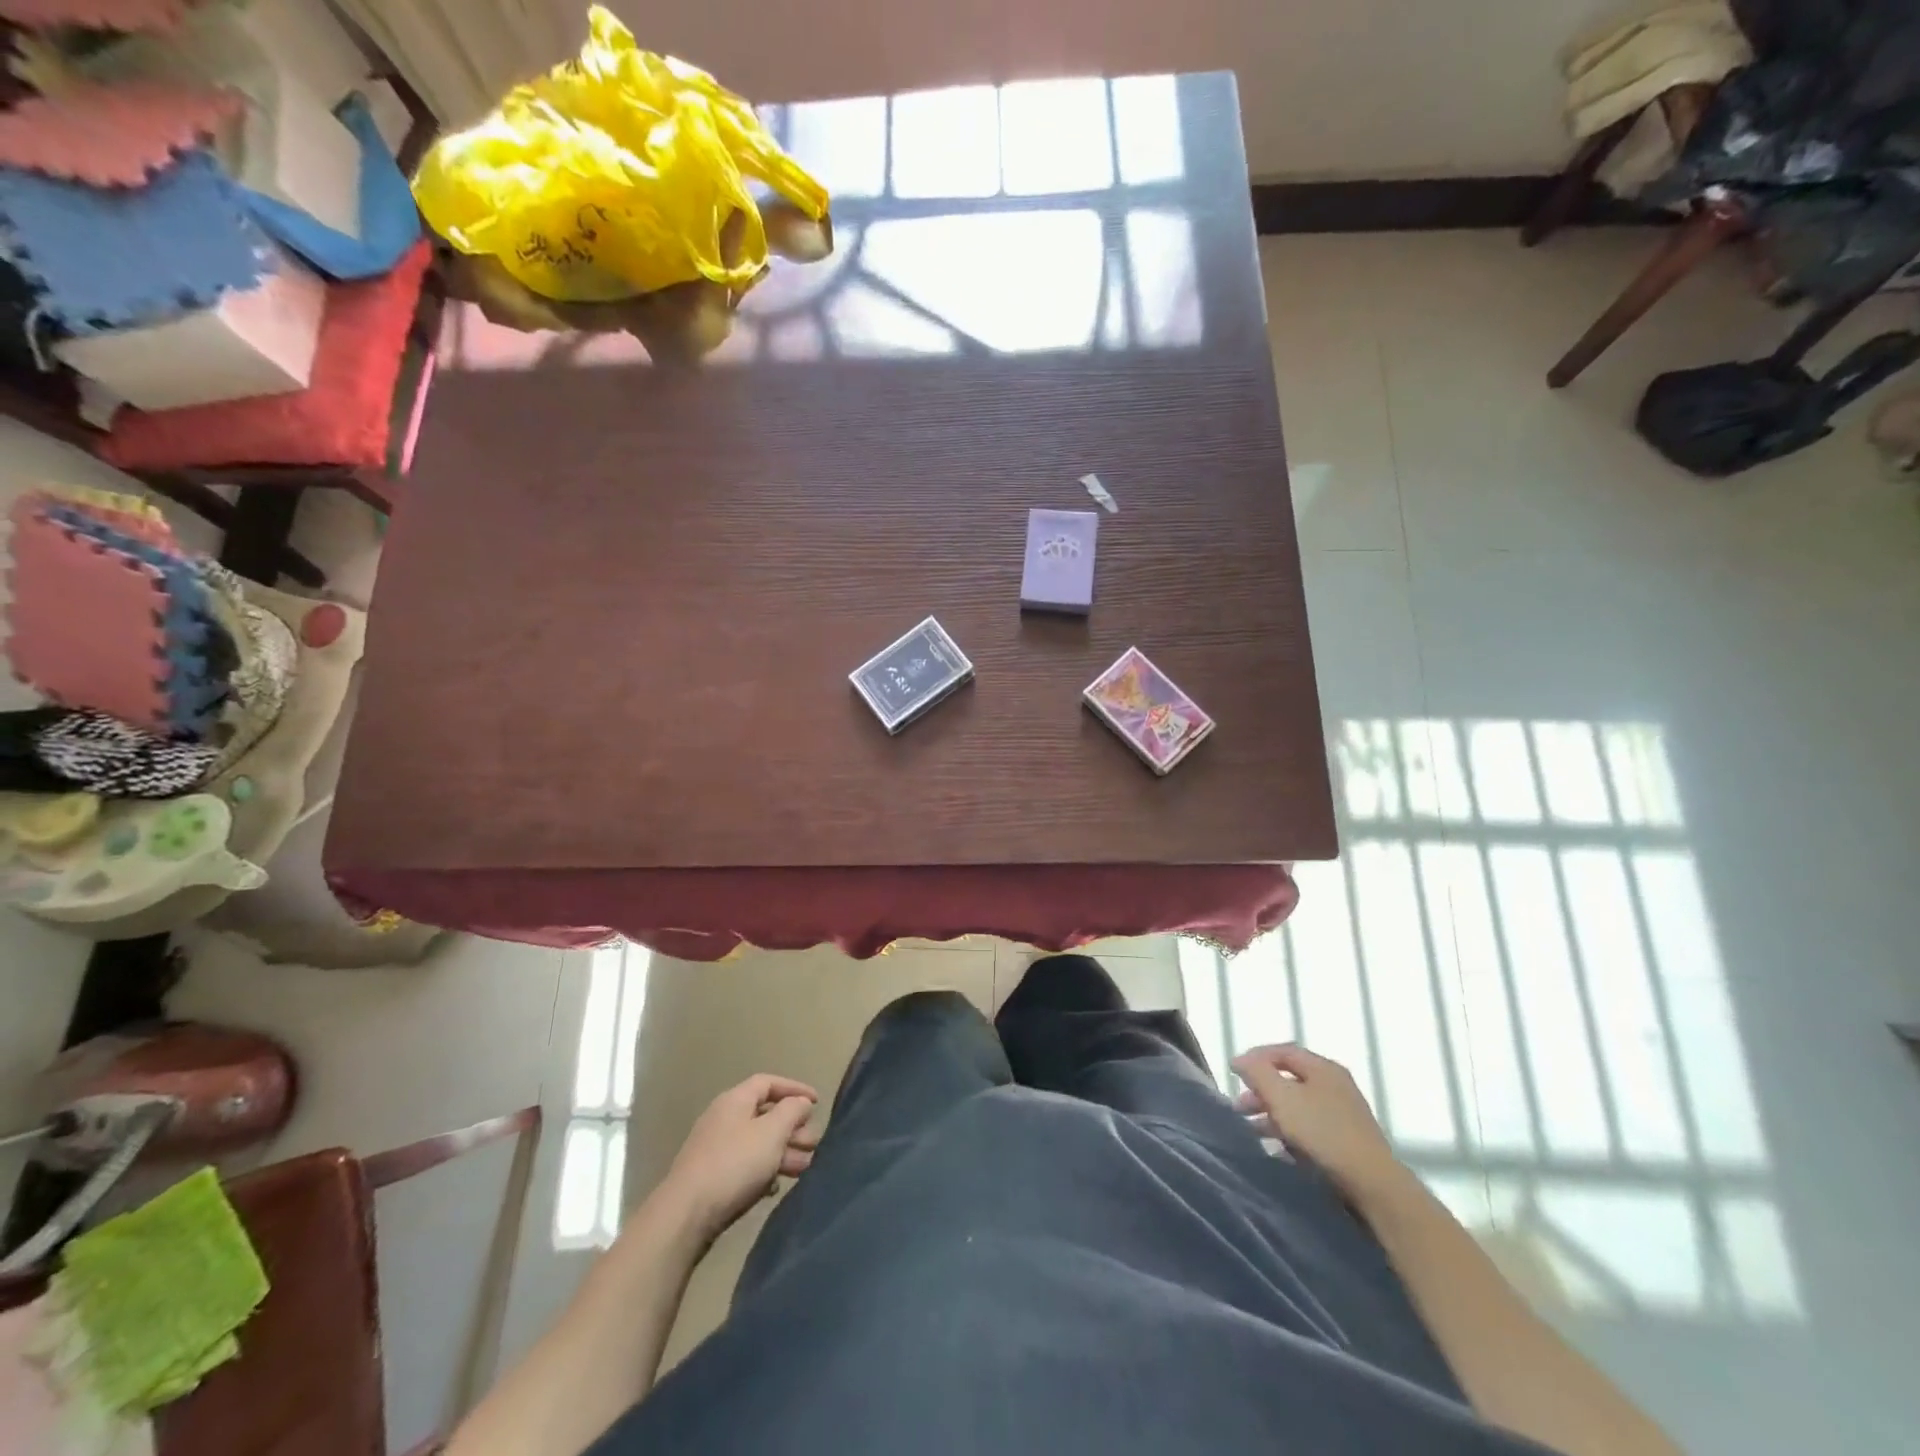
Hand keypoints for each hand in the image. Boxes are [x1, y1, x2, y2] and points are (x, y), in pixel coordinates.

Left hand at [661, 1074, 820, 1244]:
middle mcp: (723, 1119)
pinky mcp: (711, 1178)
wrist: (686, 1216)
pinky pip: (745, 1166)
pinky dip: (764, 1171)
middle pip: (765, 1115)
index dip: (794, 1089)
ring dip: (783, 1152)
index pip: (768, 1082)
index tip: (816, 1103)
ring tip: (805, 1168)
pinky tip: (775, 1187)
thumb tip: (800, 1103)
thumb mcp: (771, 1132)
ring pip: (757, 1143)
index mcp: (735, 1100)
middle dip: (793, 1127)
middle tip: (813, 1143)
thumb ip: (791, 1111)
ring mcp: (715, 1149)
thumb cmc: (734, 1164)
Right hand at [1231, 1044, 1410, 1208]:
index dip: (1255, 1058)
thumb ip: (1257, 1073)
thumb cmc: (1323, 1132)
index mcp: (1323, 1068)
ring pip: (1299, 1105)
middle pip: (1289, 1079)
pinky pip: (1310, 1127)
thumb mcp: (1282, 1097)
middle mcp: (1336, 1085)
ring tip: (1252, 1129)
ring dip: (1272, 1113)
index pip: (1282, 1051)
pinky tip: (1276, 1147)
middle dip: (1261, 1090)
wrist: (1373, 1184)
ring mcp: (1344, 1114)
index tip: (1234, 1073)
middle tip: (1239, 1106)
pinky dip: (1290, 1131)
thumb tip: (1240, 1059)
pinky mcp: (1347, 1140)